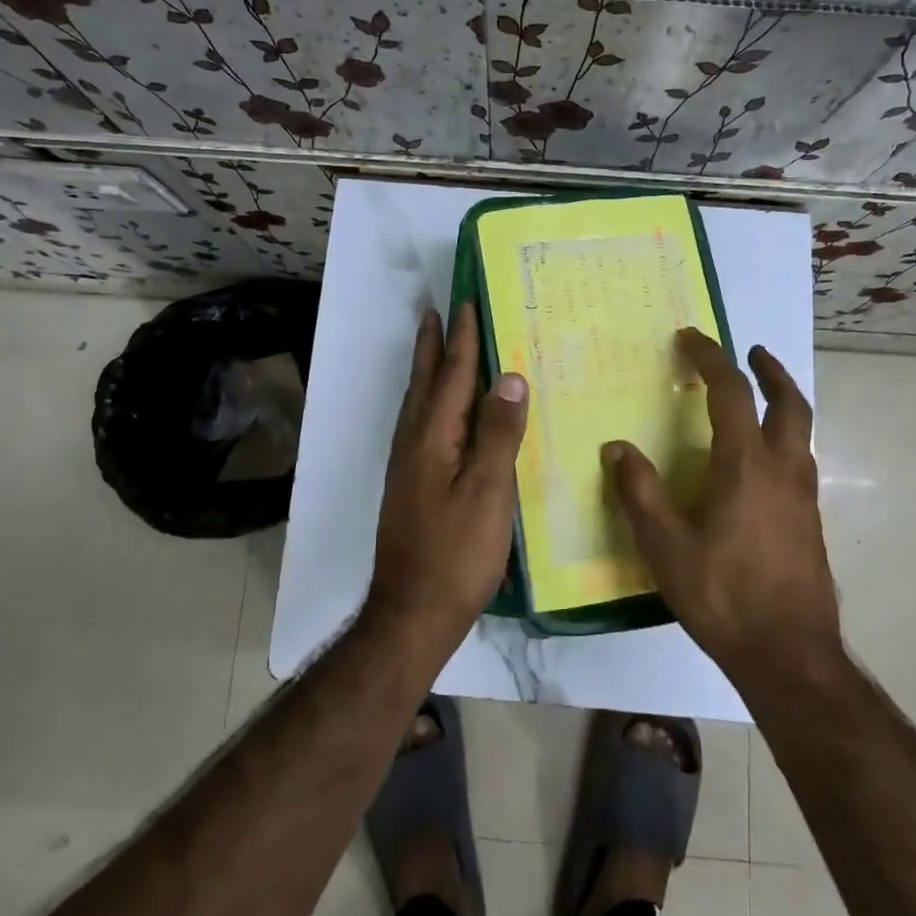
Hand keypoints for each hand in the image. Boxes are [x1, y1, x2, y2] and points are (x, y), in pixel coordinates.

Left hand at [365, 303, 528, 659]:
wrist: (411, 613)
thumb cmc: (456, 554)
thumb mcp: (488, 493)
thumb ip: (498, 434)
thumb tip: (508, 376)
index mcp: (432, 438)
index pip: (451, 375)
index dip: (461, 339)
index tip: (465, 301)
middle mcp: (413, 443)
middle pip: (425, 382)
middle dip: (432, 344)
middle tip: (434, 309)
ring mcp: (407, 466)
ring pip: (418, 403)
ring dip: (427, 369)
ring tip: (434, 346)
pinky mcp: (409, 485)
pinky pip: (421, 425)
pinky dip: (431, 401)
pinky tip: (439, 412)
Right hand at [604, 330, 839, 678]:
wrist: (790, 656)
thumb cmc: (724, 596)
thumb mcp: (666, 547)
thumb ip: (640, 493)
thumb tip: (616, 448)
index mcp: (746, 467)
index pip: (732, 393)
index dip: (711, 358)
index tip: (690, 338)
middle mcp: (783, 471)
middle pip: (789, 403)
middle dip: (769, 371)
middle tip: (751, 351)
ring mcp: (804, 497)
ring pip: (801, 432)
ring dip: (782, 401)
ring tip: (757, 396)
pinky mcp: (810, 522)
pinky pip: (799, 460)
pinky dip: (783, 437)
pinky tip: (760, 462)